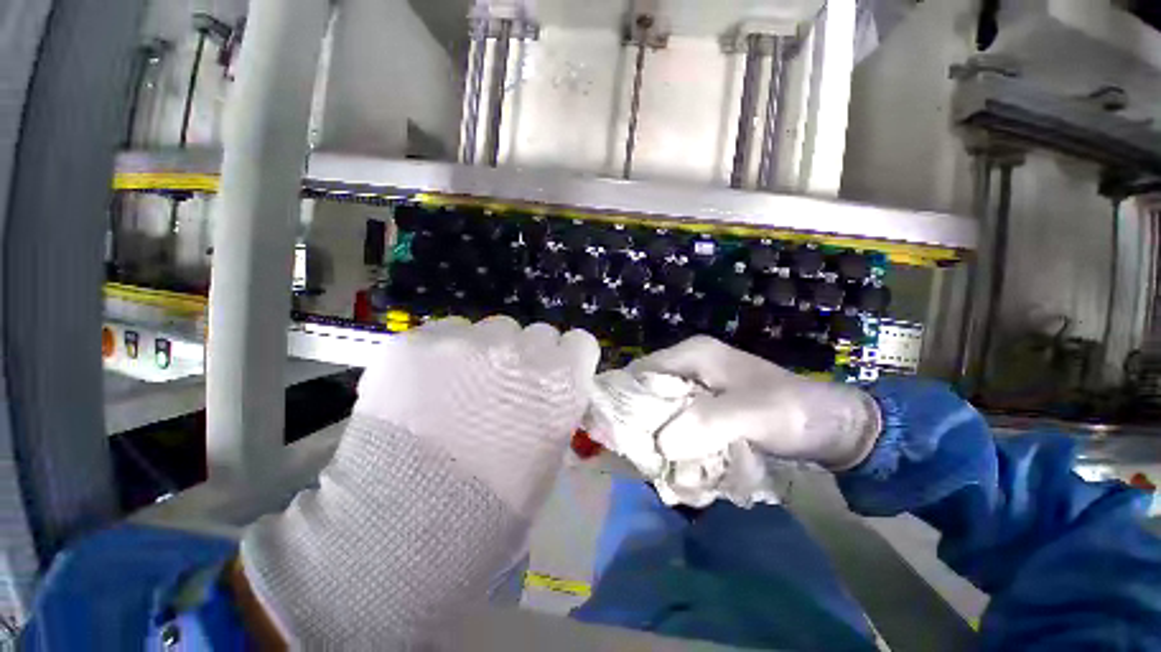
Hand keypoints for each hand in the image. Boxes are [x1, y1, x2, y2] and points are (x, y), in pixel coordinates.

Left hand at [355, 315, 600, 515]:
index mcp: (561, 383)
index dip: (565, 359)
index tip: (550, 376)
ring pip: (489, 329)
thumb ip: (554, 414)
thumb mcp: (547, 463)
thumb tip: (546, 396)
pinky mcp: (416, 343)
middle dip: (525, 356)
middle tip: (501, 388)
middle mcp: (521, 352)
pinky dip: (440, 353)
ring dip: (483, 352)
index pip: (580, 342)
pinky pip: (443, 332)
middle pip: (535, 333)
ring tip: (455, 389)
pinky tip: (422, 388)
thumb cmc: (490, 513)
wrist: (400, 534)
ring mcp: (467, 342)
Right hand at [631, 336, 880, 469]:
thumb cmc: (794, 411)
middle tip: (637, 452)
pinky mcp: (705, 406)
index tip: (617, 430)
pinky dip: (672, 438)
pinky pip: (676, 420)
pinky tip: (675, 458)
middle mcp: (689, 365)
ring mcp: (697, 386)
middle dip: (639, 419)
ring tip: (654, 460)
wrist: (832, 426)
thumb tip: (660, 442)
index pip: (642, 370)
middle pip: (647, 389)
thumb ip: (708, 422)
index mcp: (693, 354)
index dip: (626, 397)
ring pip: (659, 407)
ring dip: (655, 433)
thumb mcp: (756, 414)